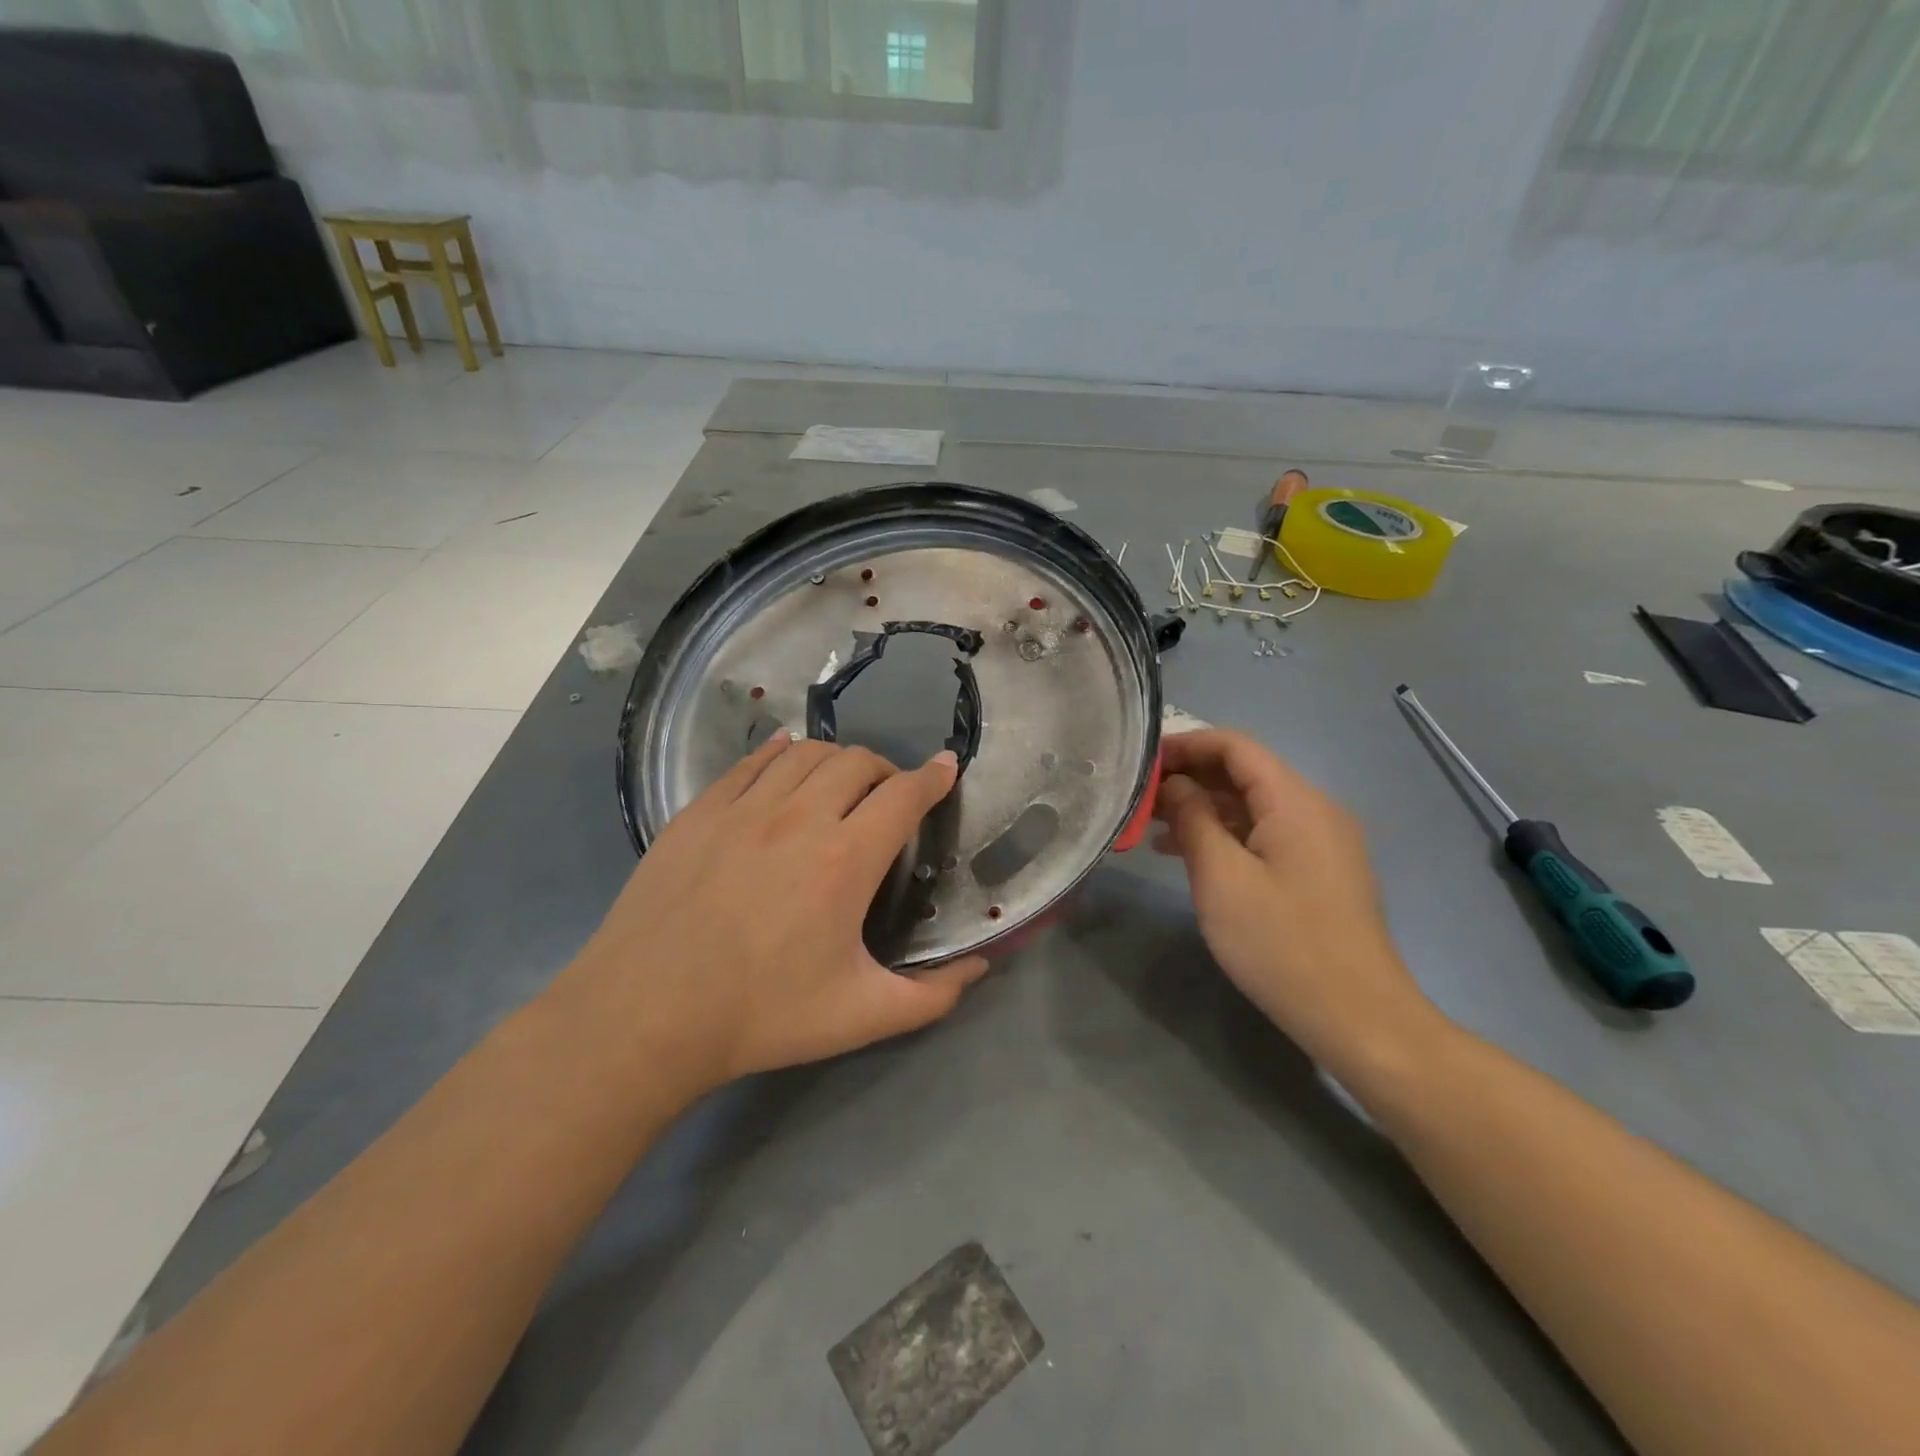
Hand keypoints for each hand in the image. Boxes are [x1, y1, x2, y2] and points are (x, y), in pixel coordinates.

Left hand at [556, 734, 987, 1095]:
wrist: (645, 1015)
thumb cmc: (761, 1015)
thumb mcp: (860, 1017)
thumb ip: (930, 995)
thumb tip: (977, 968)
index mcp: (845, 860)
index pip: (904, 795)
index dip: (933, 778)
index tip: (946, 768)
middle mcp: (799, 817)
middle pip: (858, 762)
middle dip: (887, 769)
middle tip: (890, 796)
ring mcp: (744, 808)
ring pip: (806, 753)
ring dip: (837, 760)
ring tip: (841, 784)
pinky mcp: (700, 811)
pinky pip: (751, 761)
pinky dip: (779, 753)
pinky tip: (783, 759)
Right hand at [1153, 729, 1437, 1072]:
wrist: (1358, 1017)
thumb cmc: (1281, 943)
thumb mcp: (1221, 878)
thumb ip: (1193, 819)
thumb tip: (1175, 784)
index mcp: (1295, 801)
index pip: (1236, 746)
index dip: (1186, 744)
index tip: (1142, 761)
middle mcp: (1315, 810)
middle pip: (1245, 773)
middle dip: (1191, 777)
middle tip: (1140, 797)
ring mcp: (1321, 842)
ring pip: (1253, 806)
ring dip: (1204, 808)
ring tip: (1153, 827)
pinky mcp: (1319, 872)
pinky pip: (1266, 835)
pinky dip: (1226, 835)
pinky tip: (1190, 855)